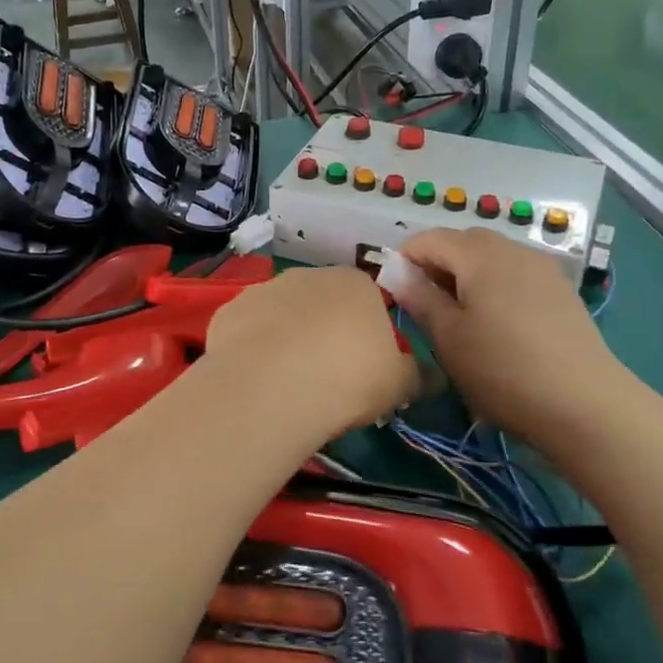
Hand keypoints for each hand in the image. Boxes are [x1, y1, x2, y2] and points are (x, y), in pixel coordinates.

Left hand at [201, 266, 417, 447]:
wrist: (271, 386)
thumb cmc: (347, 378)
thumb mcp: (398, 384)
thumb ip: (417, 375)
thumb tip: (432, 376)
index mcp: (356, 284)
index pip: (369, 300)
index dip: (368, 334)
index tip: (365, 366)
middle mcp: (309, 276)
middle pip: (324, 303)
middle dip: (326, 331)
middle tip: (328, 375)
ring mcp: (265, 289)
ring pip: (284, 314)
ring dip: (288, 338)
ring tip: (289, 381)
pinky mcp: (230, 310)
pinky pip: (249, 329)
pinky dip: (254, 347)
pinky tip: (257, 378)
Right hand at [393, 228, 632, 444]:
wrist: (586, 405)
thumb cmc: (503, 369)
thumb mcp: (449, 337)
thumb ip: (420, 298)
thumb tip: (397, 273)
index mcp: (479, 255)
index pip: (428, 239)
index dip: (404, 259)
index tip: (393, 292)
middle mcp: (512, 249)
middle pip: (462, 241)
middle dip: (436, 264)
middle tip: (425, 305)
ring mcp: (541, 268)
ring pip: (491, 256)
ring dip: (466, 274)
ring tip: (459, 316)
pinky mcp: (560, 290)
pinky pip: (515, 273)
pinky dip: (494, 284)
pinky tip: (496, 322)